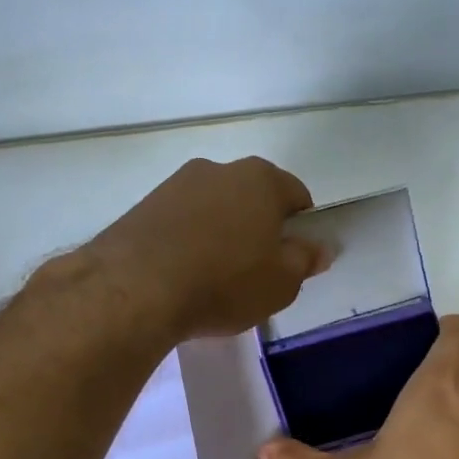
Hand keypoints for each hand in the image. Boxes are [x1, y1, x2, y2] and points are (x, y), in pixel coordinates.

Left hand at [87, 157, 327, 339]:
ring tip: (213, 277)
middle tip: (254, 270)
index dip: (300, 226)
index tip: (292, 258)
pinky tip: (182, 274)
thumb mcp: (281, 283)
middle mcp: (219, 169)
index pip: (296, 195)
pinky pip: (179, 222)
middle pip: (251, 197)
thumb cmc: (224, 283)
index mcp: (261, 179)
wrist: (135, 288)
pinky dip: (187, 241)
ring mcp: (176, 184)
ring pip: (212, 208)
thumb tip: (322, 247)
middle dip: (257, 227)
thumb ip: (305, 260)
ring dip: (219, 233)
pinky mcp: (143, 206)